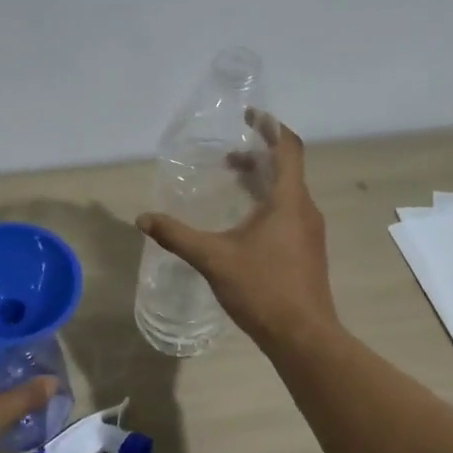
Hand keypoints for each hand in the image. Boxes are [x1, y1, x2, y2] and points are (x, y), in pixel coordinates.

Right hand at [137, 113, 337, 348]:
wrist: (303, 336)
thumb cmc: (263, 289)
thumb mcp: (214, 259)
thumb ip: (177, 236)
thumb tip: (143, 219)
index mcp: (288, 201)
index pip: (288, 148)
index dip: (271, 126)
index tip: (250, 115)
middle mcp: (304, 209)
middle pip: (287, 168)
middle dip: (259, 155)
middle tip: (228, 154)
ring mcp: (310, 232)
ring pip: (288, 192)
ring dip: (262, 180)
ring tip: (233, 182)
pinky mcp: (307, 251)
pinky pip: (289, 212)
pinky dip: (267, 203)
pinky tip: (245, 222)